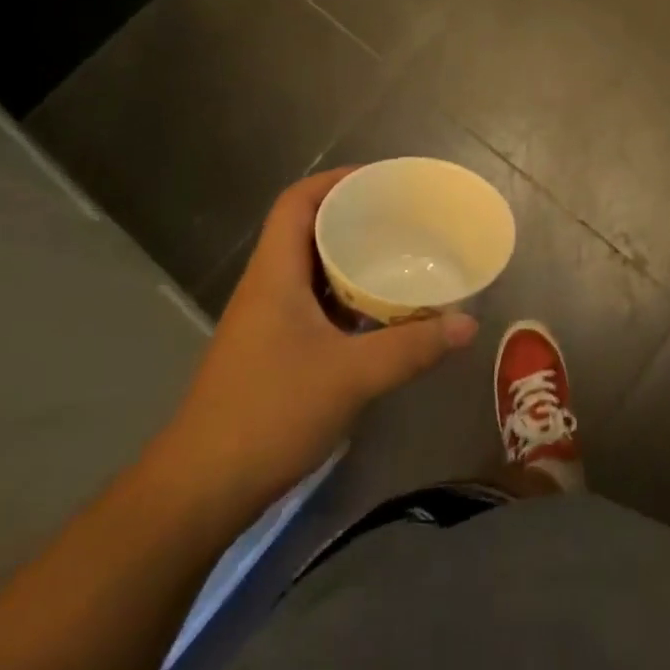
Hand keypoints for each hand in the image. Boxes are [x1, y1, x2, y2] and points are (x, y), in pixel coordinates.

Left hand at [160, 168, 477, 518]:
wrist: (202, 489)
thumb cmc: (270, 413)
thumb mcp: (351, 376)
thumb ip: (412, 348)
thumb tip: (468, 323)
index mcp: (275, 273)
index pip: (296, 202)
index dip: (335, 181)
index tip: (381, 180)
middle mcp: (267, 287)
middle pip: (306, 230)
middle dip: (353, 217)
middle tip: (402, 218)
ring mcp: (267, 321)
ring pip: (312, 271)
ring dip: (350, 260)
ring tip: (399, 257)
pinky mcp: (273, 352)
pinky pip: (314, 305)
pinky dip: (346, 298)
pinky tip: (379, 314)